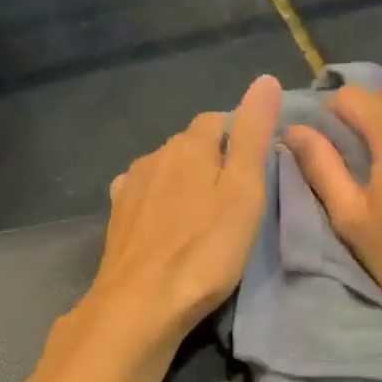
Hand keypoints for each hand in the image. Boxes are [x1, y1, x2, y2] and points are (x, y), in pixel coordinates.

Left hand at [85, 75, 283, 343]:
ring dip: (185, 181)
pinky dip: (161, 202)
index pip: (218, 120)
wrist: (141, 303)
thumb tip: (265, 79)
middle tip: (236, 196)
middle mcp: (154, 156)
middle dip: (213, 158)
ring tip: (203, 214)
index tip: (257, 167)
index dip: (240, 137)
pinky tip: (167, 224)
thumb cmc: (205, 249)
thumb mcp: (244, 191)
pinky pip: (145, 195)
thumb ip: (254, 135)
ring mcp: (130, 186)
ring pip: (166, 170)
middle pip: (190, 144)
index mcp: (188, 145)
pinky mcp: (117, 217)